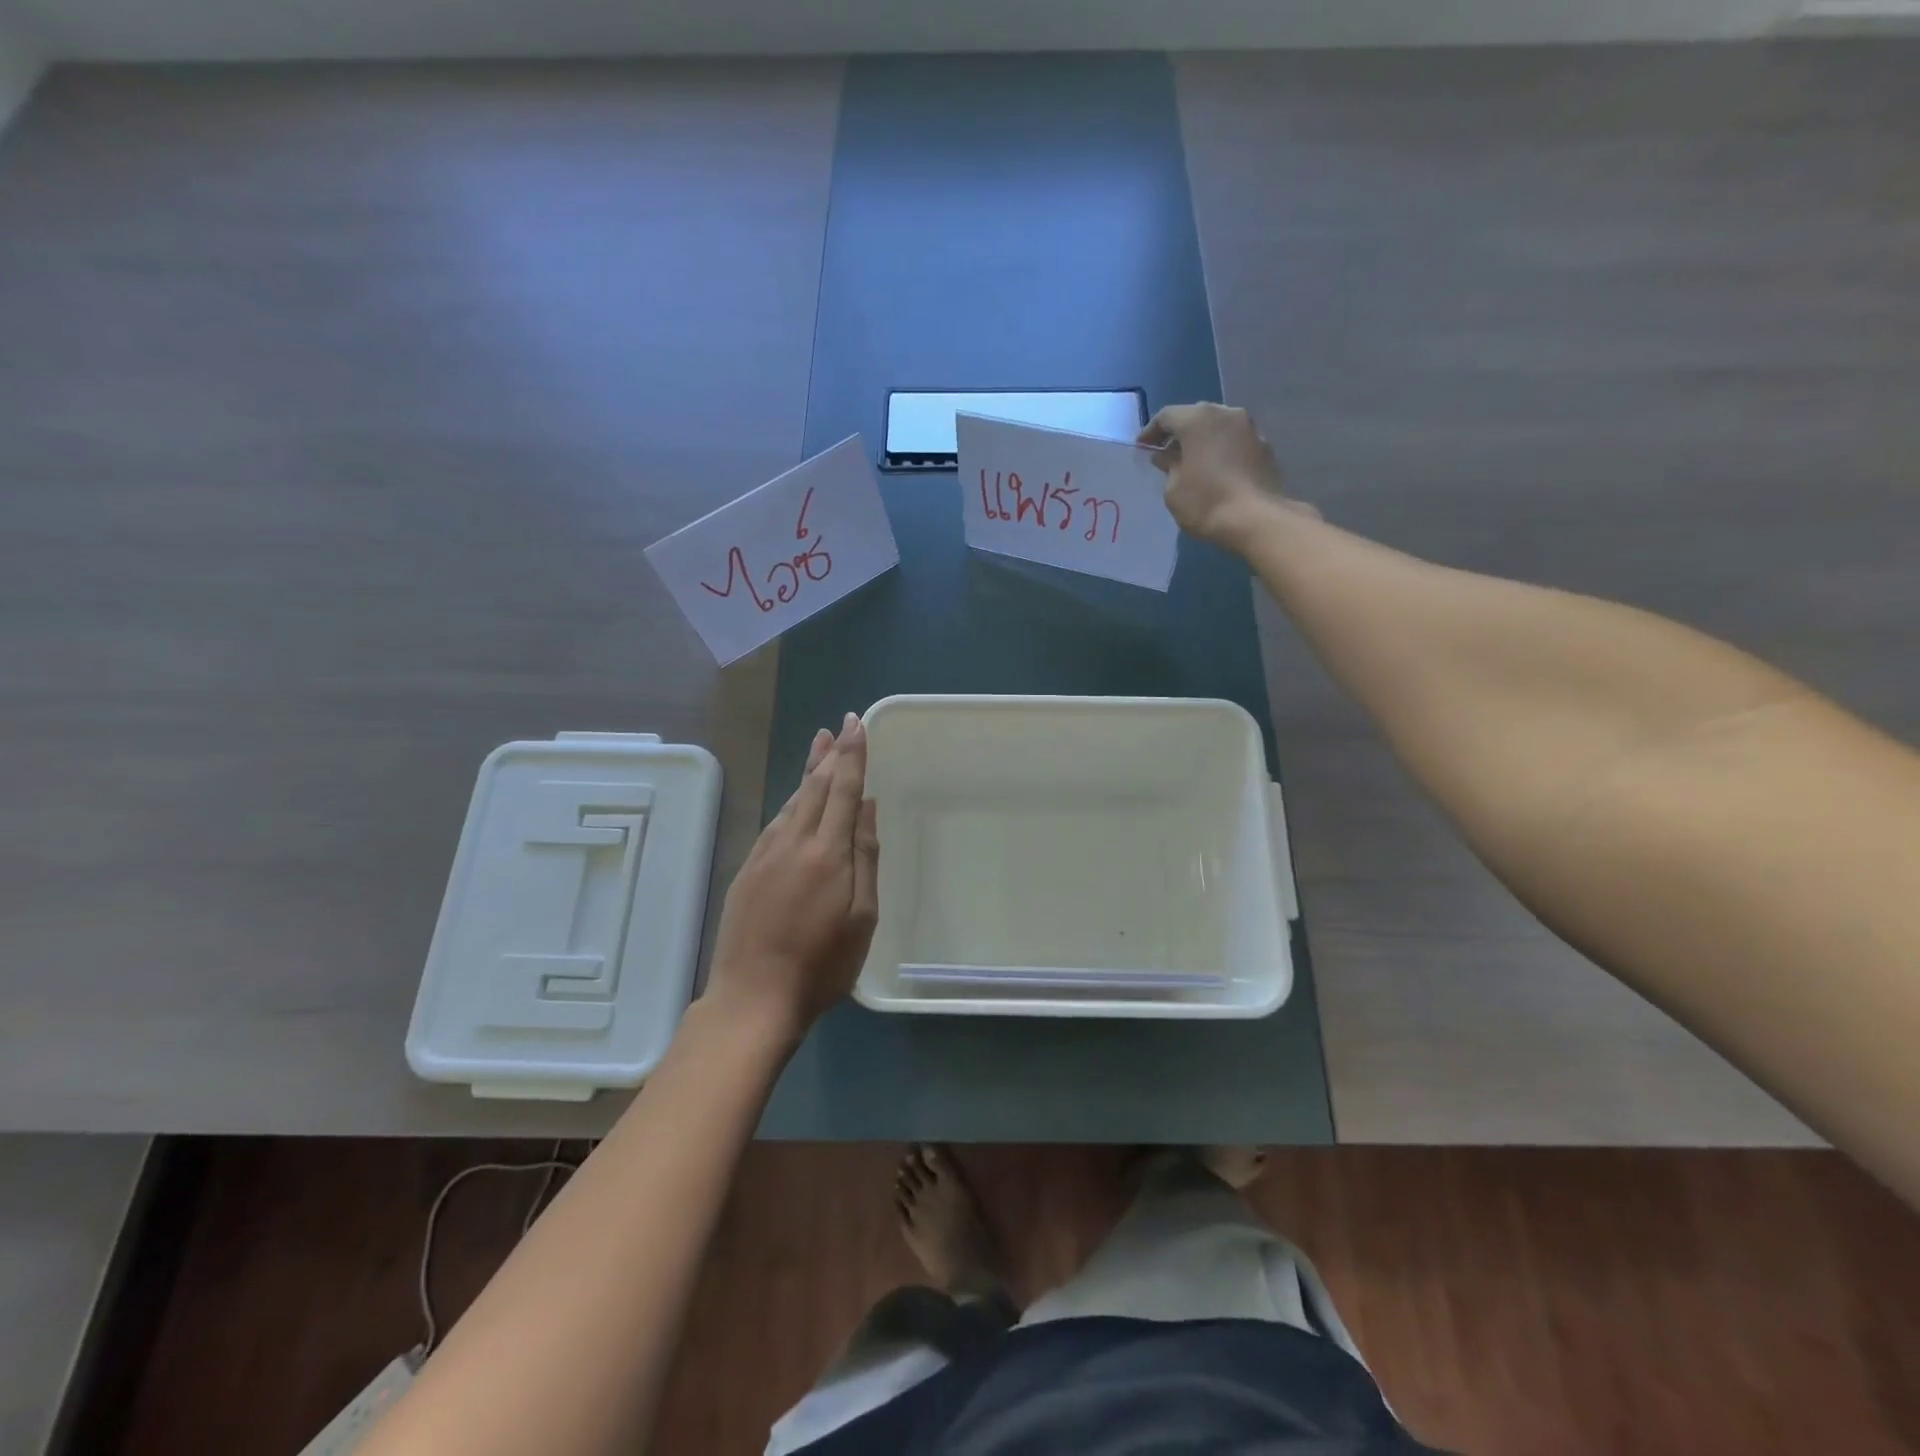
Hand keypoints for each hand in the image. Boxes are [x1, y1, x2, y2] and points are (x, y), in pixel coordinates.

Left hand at [706, 713, 879, 1040]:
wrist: (752, 998)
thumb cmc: (821, 965)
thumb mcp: (861, 917)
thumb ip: (865, 857)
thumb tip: (867, 807)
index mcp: (827, 853)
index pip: (843, 790)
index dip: (852, 755)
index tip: (856, 725)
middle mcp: (793, 843)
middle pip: (814, 787)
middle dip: (829, 754)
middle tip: (838, 727)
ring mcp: (765, 855)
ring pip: (792, 802)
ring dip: (808, 773)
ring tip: (819, 749)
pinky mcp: (747, 871)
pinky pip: (775, 823)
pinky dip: (791, 803)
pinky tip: (796, 801)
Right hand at [1138, 403, 1312, 550]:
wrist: (1257, 519)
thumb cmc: (1206, 502)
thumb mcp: (1173, 490)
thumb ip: (1168, 466)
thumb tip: (1168, 457)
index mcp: (1198, 419)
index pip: (1167, 416)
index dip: (1151, 432)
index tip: (1142, 449)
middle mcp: (1226, 413)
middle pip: (1195, 417)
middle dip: (1178, 434)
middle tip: (1166, 455)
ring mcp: (1249, 428)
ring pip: (1218, 428)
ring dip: (1202, 442)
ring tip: (1191, 464)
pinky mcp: (1264, 446)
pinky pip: (1234, 442)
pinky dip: (1221, 451)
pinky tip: (1215, 472)